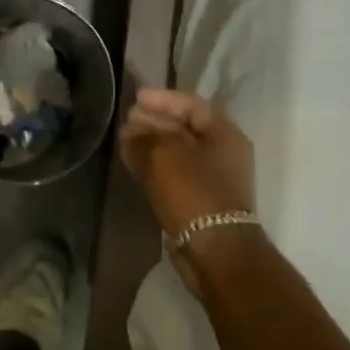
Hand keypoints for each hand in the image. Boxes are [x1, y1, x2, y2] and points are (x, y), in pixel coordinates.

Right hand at [118, 88, 255, 238]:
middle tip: (127, 119)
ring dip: (152, 144)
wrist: (215, 251)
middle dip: (154, 121)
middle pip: (185, 128)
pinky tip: (134, 162)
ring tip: (125, 140)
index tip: (135, 98)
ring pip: (178, 152)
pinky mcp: (200, 200)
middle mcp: (223, 153)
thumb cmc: (193, 193)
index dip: (162, 99)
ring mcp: (213, 179)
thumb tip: (129, 132)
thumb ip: (142, 139)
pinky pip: (174, 173)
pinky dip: (155, 165)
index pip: (191, 105)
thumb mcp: (162, 157)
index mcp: (224, 135)